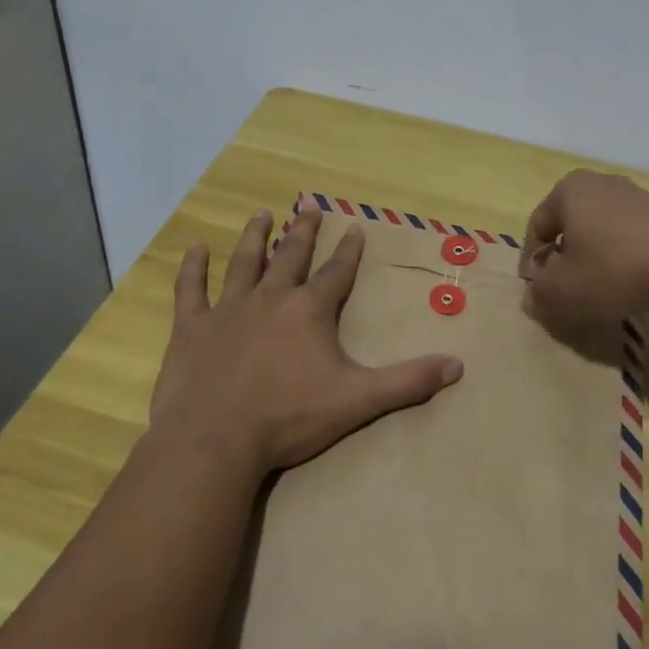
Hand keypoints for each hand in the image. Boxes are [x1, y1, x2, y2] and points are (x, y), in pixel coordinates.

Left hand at [148, 207, 463, 479]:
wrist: (214, 442)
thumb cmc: (288, 418)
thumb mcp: (358, 400)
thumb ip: (407, 382)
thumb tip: (458, 365)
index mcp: (310, 310)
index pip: (337, 272)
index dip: (349, 250)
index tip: (355, 227)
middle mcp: (271, 298)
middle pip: (291, 255)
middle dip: (303, 231)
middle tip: (308, 207)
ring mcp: (229, 309)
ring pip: (244, 262)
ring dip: (254, 237)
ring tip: (261, 214)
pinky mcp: (192, 328)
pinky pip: (191, 289)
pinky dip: (192, 267)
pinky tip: (193, 247)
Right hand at [517, 170, 648, 324]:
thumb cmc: (614, 269)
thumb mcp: (564, 292)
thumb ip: (539, 295)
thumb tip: (532, 297)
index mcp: (567, 190)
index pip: (537, 227)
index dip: (532, 263)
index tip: (540, 293)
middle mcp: (598, 182)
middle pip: (568, 226)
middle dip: (564, 260)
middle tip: (568, 292)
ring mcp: (633, 194)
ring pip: (599, 231)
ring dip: (593, 259)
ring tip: (601, 291)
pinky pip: (627, 235)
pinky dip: (621, 257)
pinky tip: (631, 282)